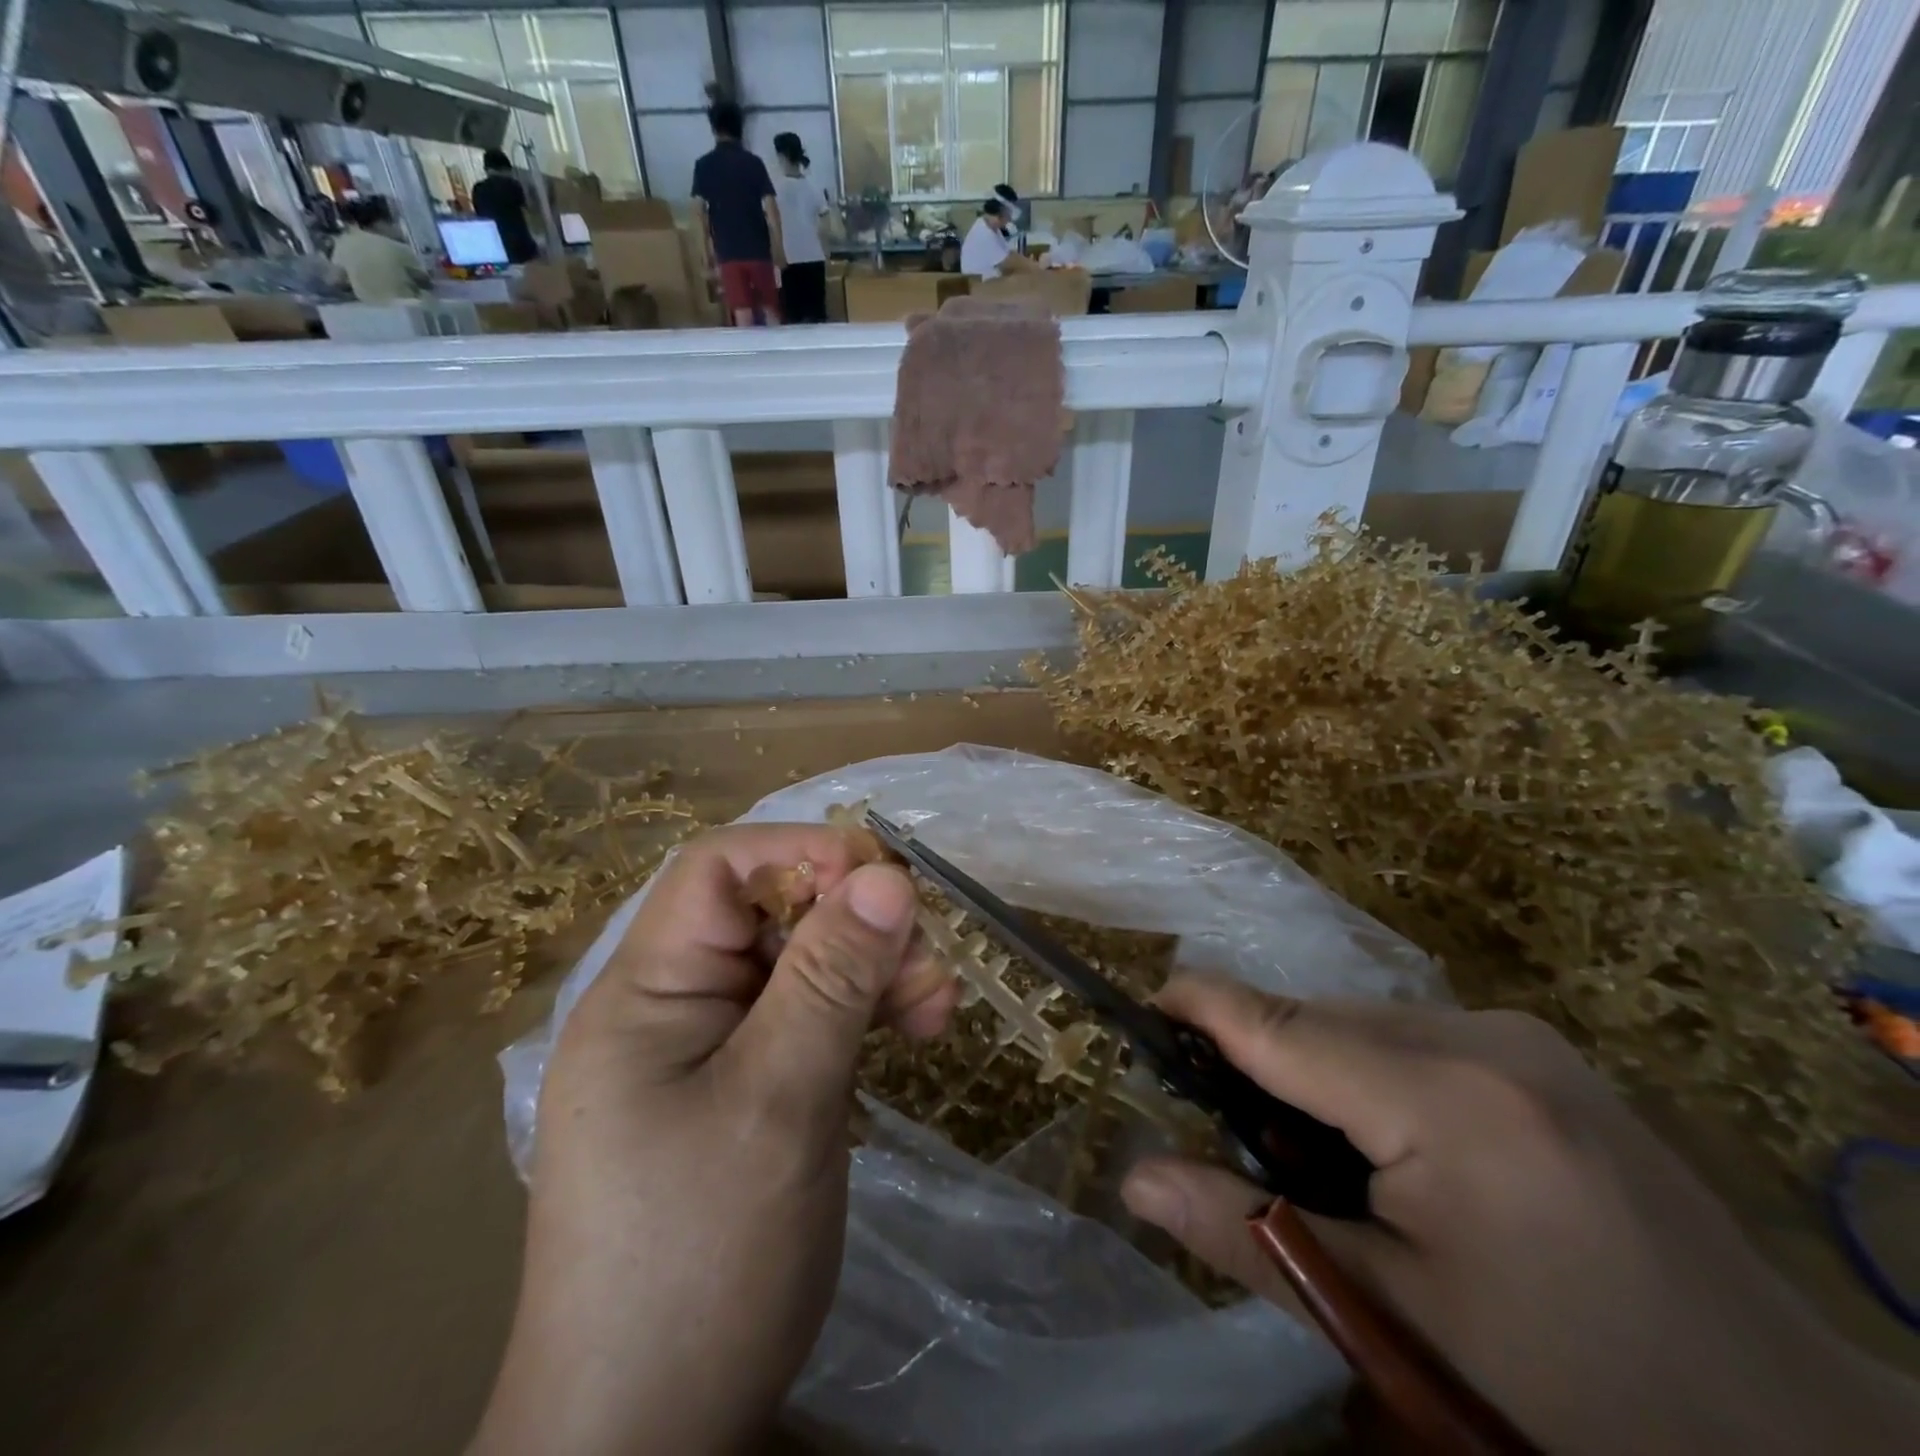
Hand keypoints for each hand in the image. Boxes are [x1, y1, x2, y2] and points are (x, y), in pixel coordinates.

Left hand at [472, 825, 954, 1455]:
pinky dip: (862, 1014)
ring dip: (872, 970)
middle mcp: (674, 1005)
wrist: (651, 1438)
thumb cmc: (702, 1258)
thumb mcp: (779, 1101)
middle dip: (856, 924)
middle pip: (771, 914)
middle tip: (927, 967)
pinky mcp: (746, 1088)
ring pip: (802, 965)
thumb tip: (890, 875)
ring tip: (936, 1009)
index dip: (804, 854)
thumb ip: (831, 979)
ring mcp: (710, 1049)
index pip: (719, 868)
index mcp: (647, 990)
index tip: (887, 883)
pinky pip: (809, 1019)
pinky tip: (911, 1032)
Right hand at [1122, 977, 1919, 1455]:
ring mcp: (1524, 1037)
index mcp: (1448, 1097)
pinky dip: (1371, 1075)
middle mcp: (1484, 1035)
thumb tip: (1135, 1177)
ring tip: (1325, 1163)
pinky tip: (1396, 1152)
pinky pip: (1413, 1038)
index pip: (1279, 1023)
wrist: (1800, 1448)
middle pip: (1318, 1019)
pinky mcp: (1543, 1054)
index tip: (1139, 1012)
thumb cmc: (1576, 1400)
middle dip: (1261, 1062)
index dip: (1198, 1006)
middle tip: (1240, 1141)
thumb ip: (1249, 1234)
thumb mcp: (1394, 1324)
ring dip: (1316, 1072)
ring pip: (1361, 1024)